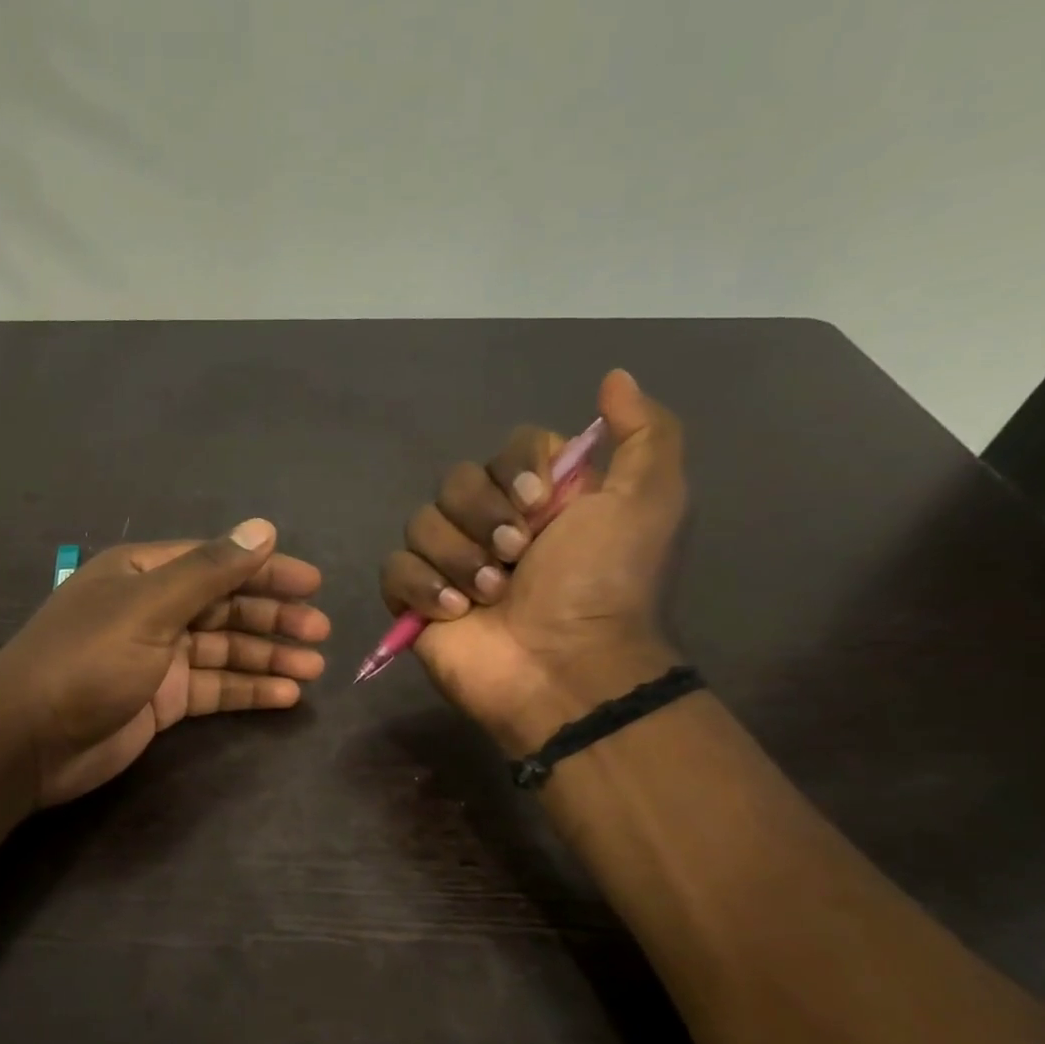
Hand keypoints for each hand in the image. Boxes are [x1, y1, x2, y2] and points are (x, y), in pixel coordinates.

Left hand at [0, 519, 329, 805]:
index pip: (216, 561)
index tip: (313, 583)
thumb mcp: (149, 607)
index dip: (265, 569)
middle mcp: (152, 609)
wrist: (28, 741)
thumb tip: (263, 528)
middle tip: (321, 631)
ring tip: (314, 668)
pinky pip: (214, 687)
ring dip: (268, 656)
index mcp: (142, 574)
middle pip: (224, 606)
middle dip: (273, 617)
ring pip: (224, 650)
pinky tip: (285, 695)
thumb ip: (209, 571)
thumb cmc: (86, 661)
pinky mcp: (161, 700)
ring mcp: (157, 657)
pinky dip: (248, 689)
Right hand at [380, 370, 686, 752]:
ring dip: (459, 558)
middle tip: (516, 557)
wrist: (563, 667)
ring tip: (490, 596)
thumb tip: (614, 376)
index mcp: (541, 500)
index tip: (539, 505)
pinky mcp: (415, 601)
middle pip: (456, 482)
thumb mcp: (649, 502)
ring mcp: (450, 564)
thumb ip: (645, 433)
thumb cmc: (604, 586)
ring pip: (421, 523)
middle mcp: (492, 525)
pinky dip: (422, 587)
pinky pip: (395, 568)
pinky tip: (455, 612)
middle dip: (484, 518)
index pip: (506, 451)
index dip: (514, 471)